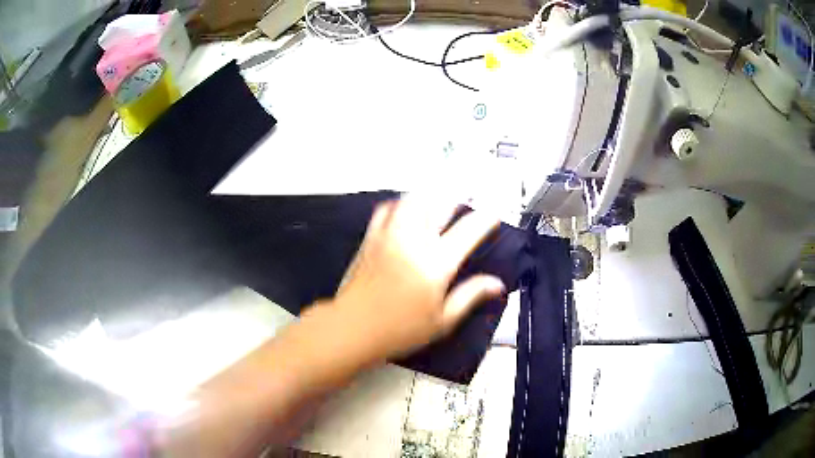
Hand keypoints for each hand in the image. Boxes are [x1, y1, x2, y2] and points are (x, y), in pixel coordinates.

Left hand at [325, 195, 504, 362]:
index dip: (486, 219)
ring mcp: (390, 235)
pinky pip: (387, 208)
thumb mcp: (443, 321)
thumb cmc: (401, 330)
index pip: (469, 229)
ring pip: (413, 200)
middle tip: (466, 205)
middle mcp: (414, 240)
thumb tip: (498, 284)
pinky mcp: (371, 237)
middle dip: (457, 200)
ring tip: (439, 202)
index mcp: (436, 262)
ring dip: (430, 196)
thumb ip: (471, 296)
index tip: (493, 216)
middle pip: (440, 204)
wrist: (353, 328)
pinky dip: (401, 203)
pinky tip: (405, 210)